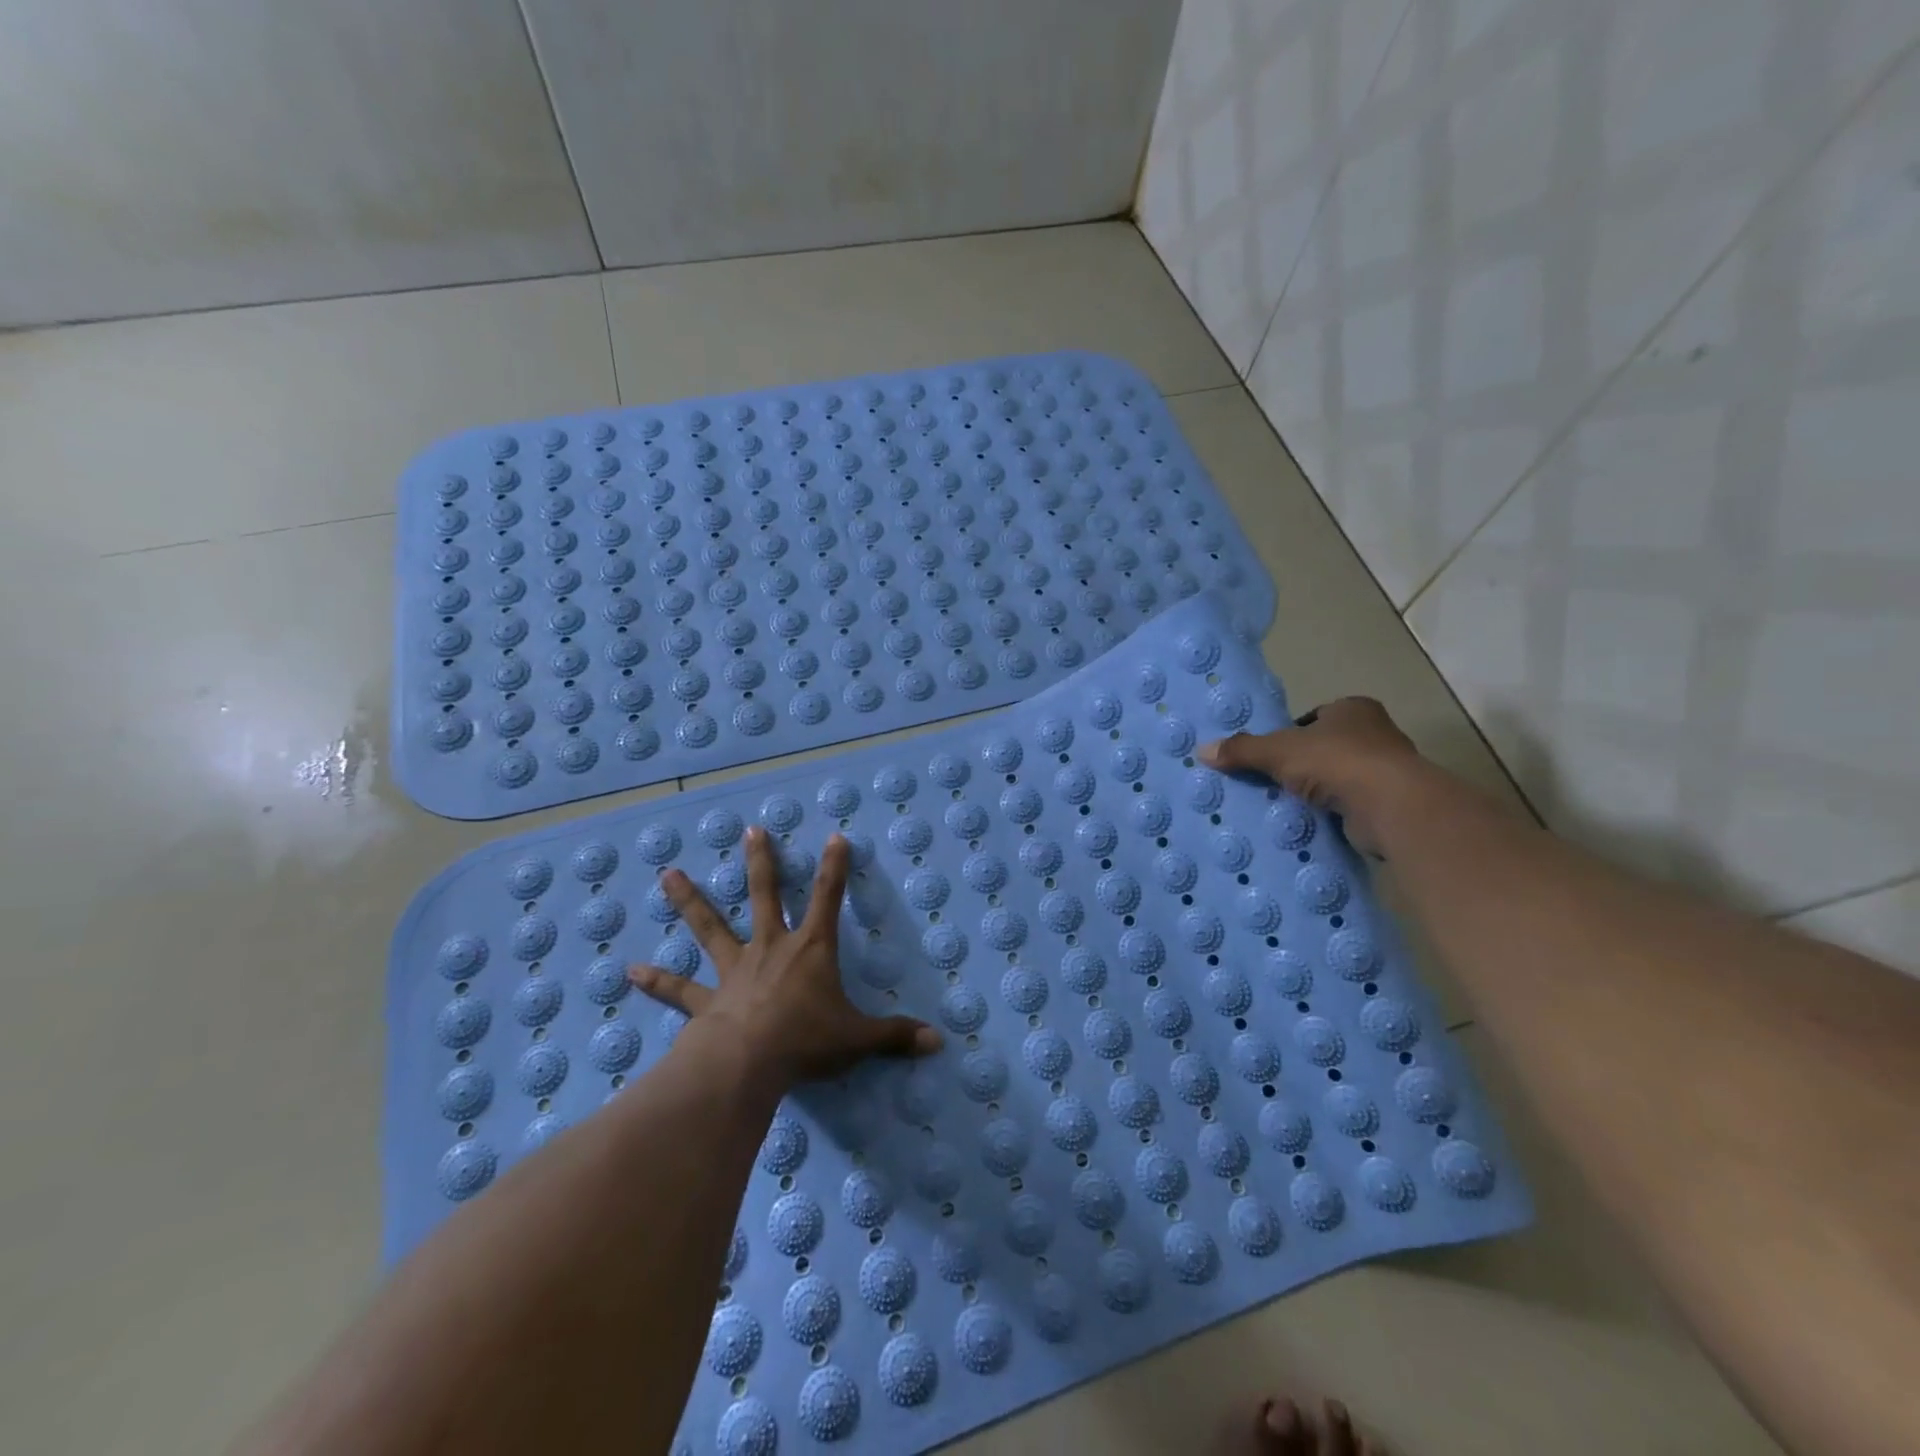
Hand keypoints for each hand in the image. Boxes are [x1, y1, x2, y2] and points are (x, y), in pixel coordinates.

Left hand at [627, 826, 942, 1083]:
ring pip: (711, 927)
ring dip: (690, 901)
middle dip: (761, 862)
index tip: (836, 836)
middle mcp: (771, 948)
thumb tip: (939, 1042)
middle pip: (765, 895)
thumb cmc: (806, 1041)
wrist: (747, 1064)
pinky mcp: (706, 1000)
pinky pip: (679, 990)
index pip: (829, 898)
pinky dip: (656, 981)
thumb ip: (897, 1036)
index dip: (836, 867)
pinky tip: (629, 972)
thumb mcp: (859, 1039)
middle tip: (750, 831)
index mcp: (811, 949)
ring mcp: (734, 970)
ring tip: (668, 875)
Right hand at [1197, 696, 1423, 856]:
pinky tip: (1308, 823)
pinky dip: (1330, 813)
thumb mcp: (1278, 751)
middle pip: (1325, 748)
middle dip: (1300, 765)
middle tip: (1269, 782)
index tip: (1270, 755)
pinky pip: (1349, 805)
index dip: (1289, 735)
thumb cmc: (1335, 761)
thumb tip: (1202, 751)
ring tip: (1283, 805)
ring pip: (1337, 778)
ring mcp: (1386, 770)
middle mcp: (1375, 733)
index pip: (1313, 718)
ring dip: (1315, 791)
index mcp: (1353, 709)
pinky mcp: (1389, 803)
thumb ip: (1242, 750)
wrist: (1390, 805)